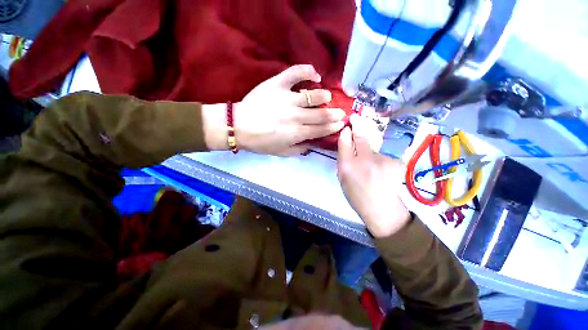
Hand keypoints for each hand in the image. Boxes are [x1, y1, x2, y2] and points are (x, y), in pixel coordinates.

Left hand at [234, 65, 345, 154]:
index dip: (333, 127)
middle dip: (334, 113)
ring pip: (313, 95)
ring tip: (326, 97)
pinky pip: (296, 73)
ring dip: (324, 96)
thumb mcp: (280, 152)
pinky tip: (315, 75)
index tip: (341, 123)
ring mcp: (287, 98)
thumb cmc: (260, 142)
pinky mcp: (278, 84)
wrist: (238, 126)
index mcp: (296, 133)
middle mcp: (295, 116)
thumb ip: (298, 149)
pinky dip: (308, 71)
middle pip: (321, 114)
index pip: (320, 129)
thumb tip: (312, 144)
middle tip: (341, 112)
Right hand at [337, 115, 410, 237]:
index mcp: (347, 166)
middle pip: (361, 136)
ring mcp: (382, 160)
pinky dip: (381, 159)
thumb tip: (346, 143)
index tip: (348, 126)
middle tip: (357, 119)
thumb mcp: (342, 179)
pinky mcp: (396, 161)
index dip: (346, 132)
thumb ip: (343, 160)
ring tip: (372, 166)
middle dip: (359, 125)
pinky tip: (383, 171)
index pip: (345, 141)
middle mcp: (364, 159)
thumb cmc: (357, 196)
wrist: (382, 210)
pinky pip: (384, 155)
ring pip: (374, 147)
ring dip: (370, 150)